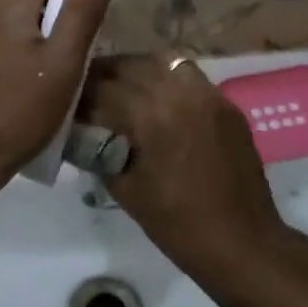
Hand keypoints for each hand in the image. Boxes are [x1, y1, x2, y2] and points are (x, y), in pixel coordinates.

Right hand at [80, 54, 295, 306]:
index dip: (79, 93)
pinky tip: (157, 104)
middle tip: (87, 91)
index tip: (64, 101)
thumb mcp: (125, 189)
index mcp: (152, 114)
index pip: (102, 87)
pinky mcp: (227, 105)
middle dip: (104, 75)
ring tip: (122, 91)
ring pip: (162, 63)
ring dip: (136, 72)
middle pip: (130, 65)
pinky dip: (166, 81)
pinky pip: (189, 78)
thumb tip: (79, 131)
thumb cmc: (178, 225)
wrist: (243, 244)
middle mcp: (180, 92)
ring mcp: (209, 95)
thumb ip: (98, 150)